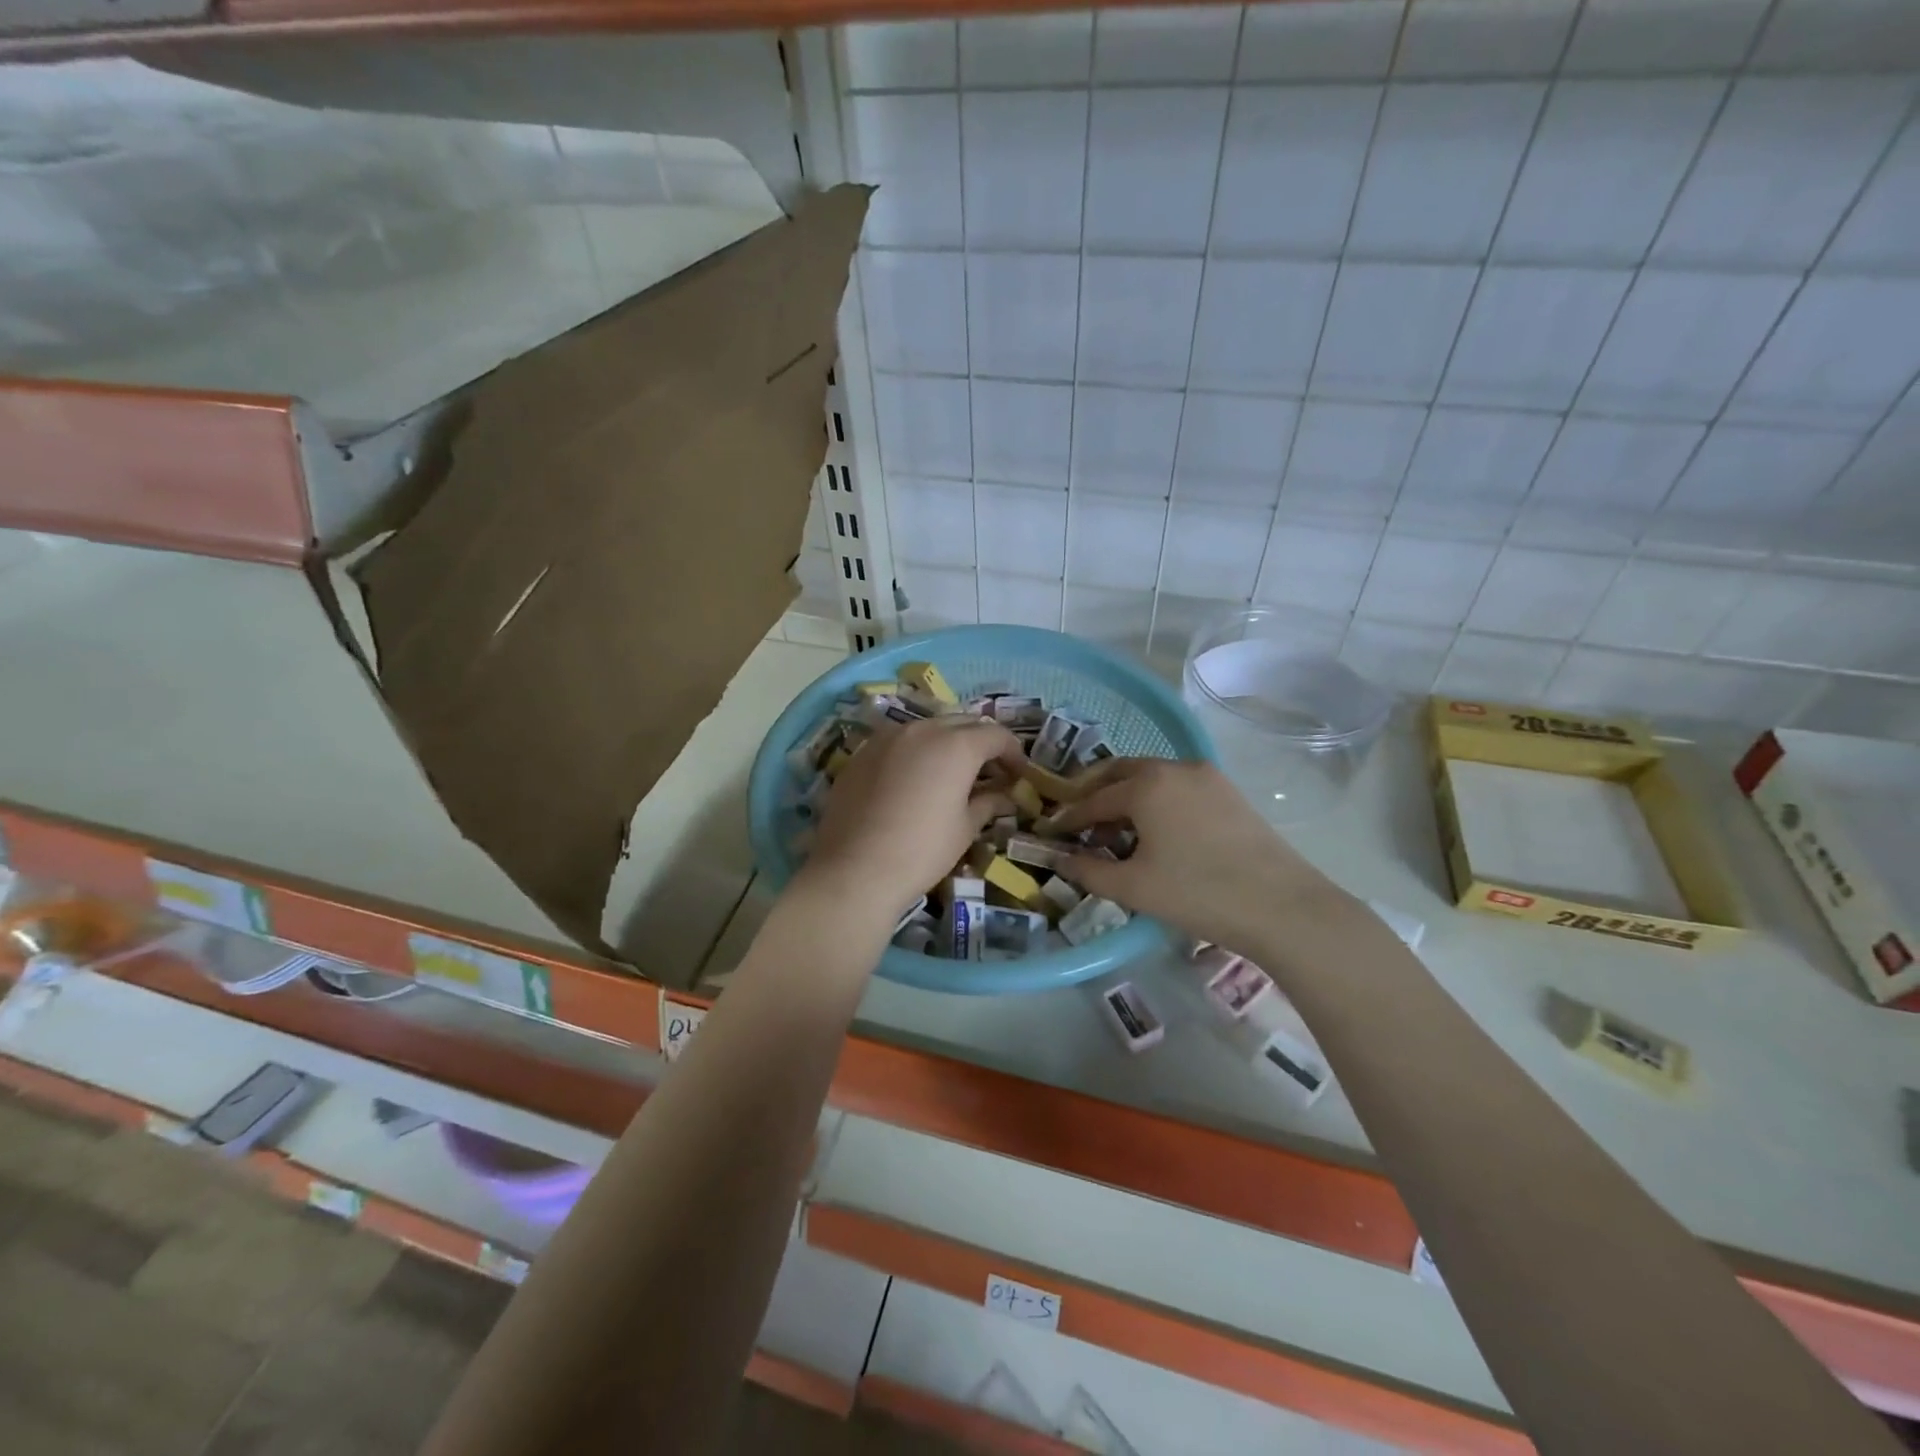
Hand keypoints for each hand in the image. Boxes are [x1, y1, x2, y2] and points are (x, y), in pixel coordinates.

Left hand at [801, 716, 1023, 921]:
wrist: (855, 870)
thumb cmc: (922, 851)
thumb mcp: (965, 828)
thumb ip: (988, 802)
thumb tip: (1005, 795)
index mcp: (956, 745)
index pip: (996, 734)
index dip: (1013, 752)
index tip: (1019, 773)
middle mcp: (922, 729)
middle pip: (962, 723)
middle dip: (981, 742)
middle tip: (991, 770)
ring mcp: (887, 737)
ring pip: (928, 727)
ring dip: (947, 742)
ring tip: (953, 772)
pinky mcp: (862, 753)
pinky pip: (899, 741)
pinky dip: (916, 751)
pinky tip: (915, 778)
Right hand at [1051, 759, 1353, 958]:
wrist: (1282, 906)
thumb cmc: (1197, 893)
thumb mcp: (1133, 887)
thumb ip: (1088, 870)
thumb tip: (1058, 859)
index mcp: (1146, 785)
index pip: (1093, 799)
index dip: (1069, 818)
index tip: (1051, 832)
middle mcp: (1174, 768)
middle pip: (1120, 772)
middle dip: (1094, 793)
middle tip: (1078, 820)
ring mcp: (1206, 776)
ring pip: (1151, 777)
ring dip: (1126, 795)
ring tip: (1116, 830)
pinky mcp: (1228, 791)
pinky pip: (1178, 786)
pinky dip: (1156, 799)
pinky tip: (1156, 830)